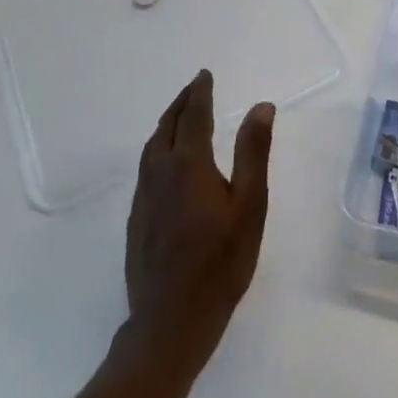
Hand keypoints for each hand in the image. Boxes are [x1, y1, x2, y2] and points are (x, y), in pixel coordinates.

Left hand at [123, 71, 273, 376]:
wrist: (170, 321)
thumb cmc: (220, 263)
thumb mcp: (249, 205)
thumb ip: (253, 152)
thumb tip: (261, 106)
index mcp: (188, 164)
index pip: (193, 116)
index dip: (199, 92)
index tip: (204, 75)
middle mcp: (160, 173)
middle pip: (166, 127)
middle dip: (180, 104)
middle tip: (193, 89)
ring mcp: (143, 198)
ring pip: (152, 148)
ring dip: (166, 125)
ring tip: (179, 117)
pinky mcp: (136, 220)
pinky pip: (146, 169)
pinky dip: (158, 149)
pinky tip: (166, 163)